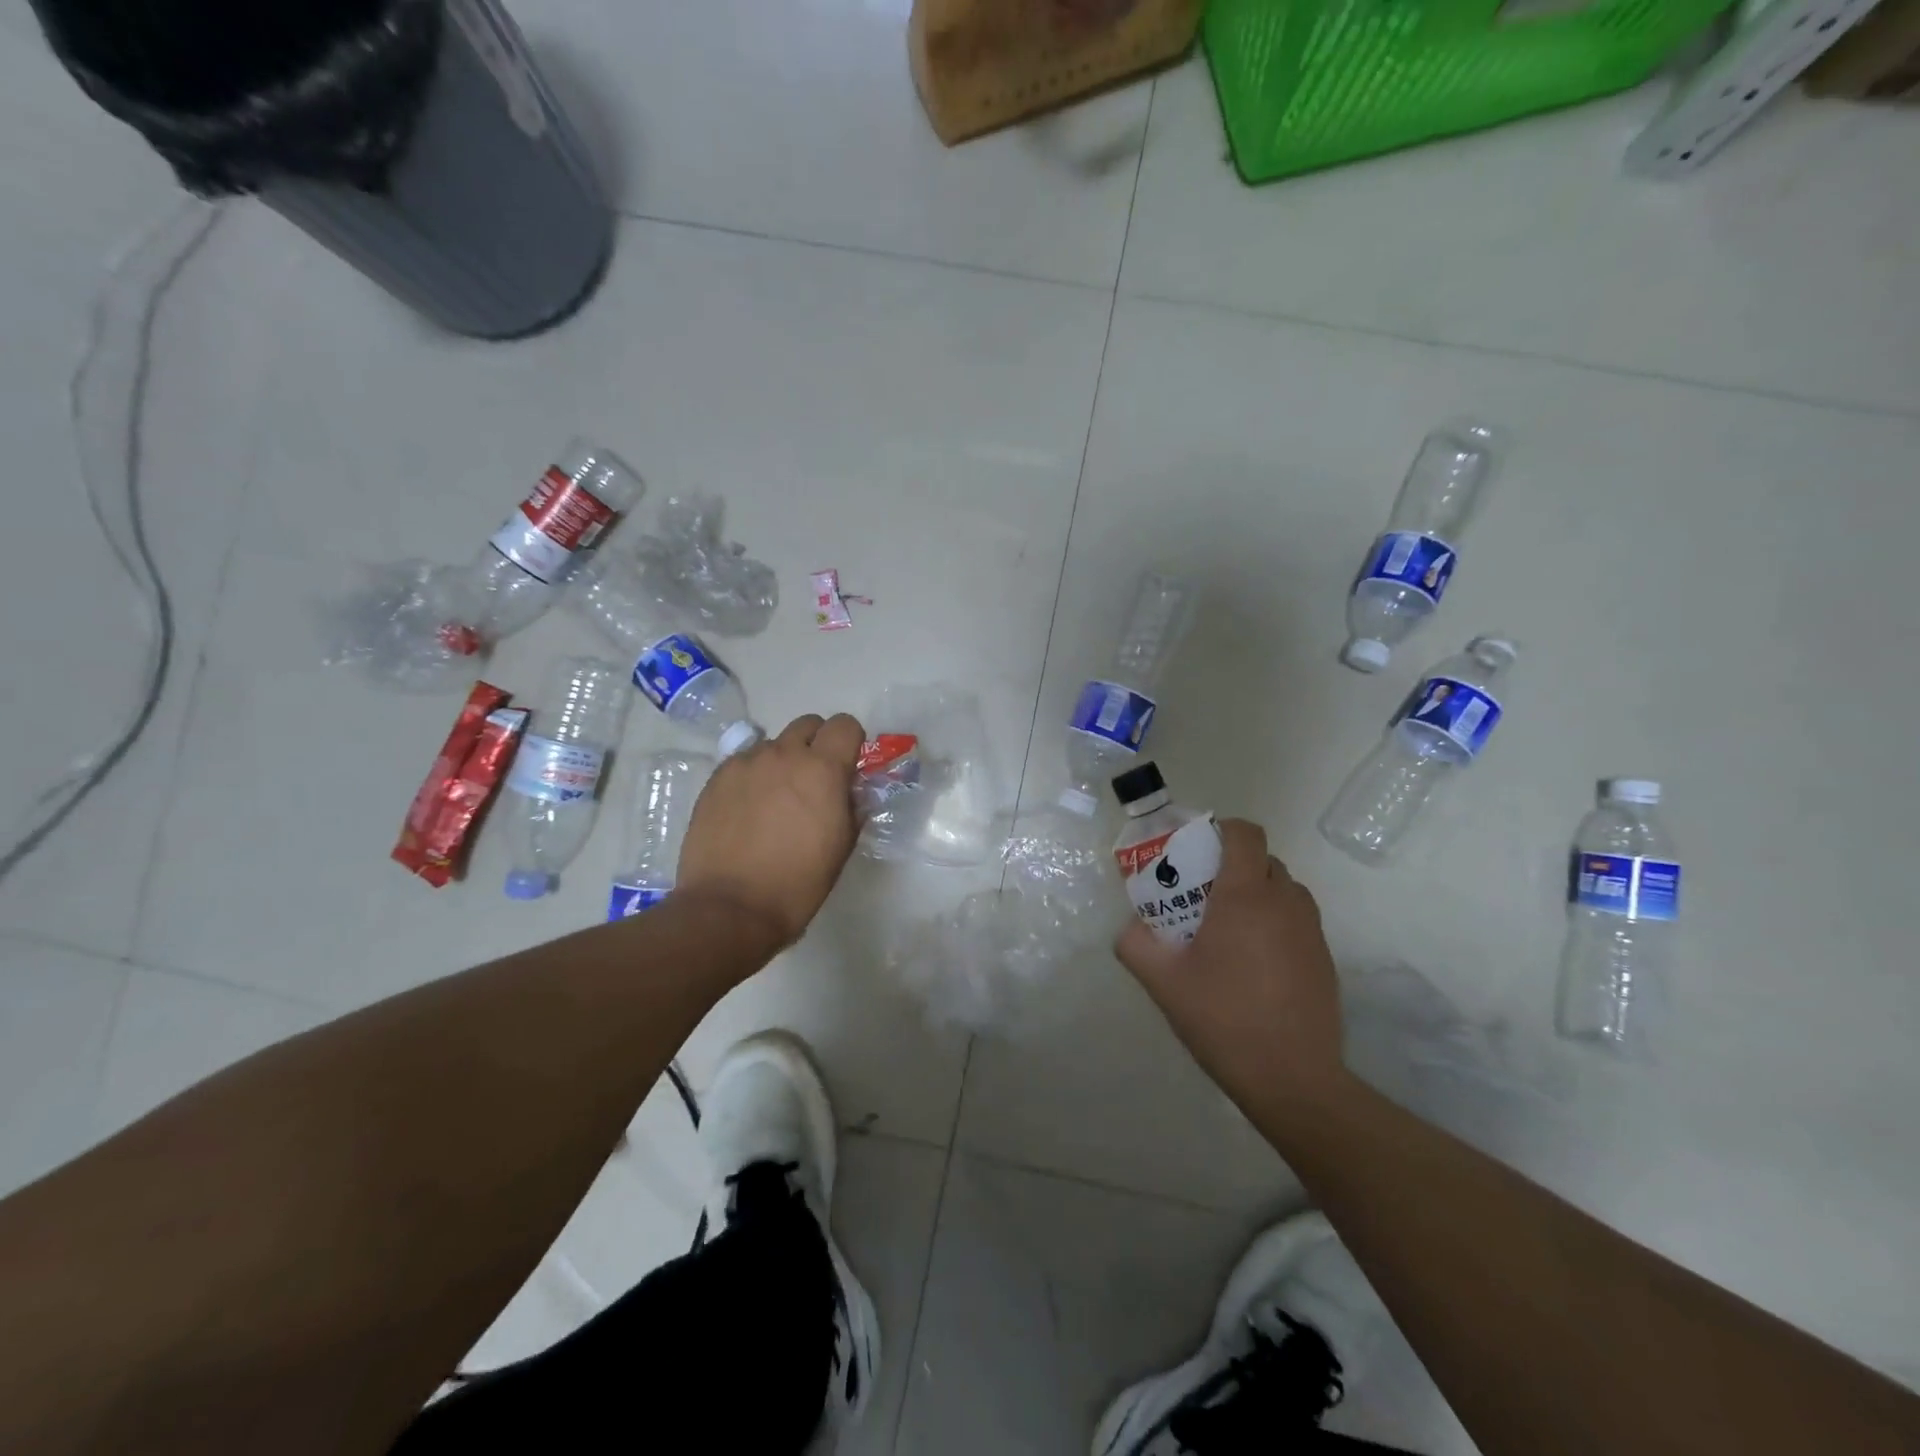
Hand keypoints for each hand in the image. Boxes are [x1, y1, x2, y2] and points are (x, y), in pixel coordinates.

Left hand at [678, 713, 865, 950]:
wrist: (730, 908)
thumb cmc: (798, 883)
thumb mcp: (842, 846)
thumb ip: (852, 806)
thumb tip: (850, 791)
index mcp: (823, 769)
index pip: (845, 724)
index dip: (851, 742)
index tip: (848, 766)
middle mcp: (784, 754)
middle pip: (808, 724)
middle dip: (817, 744)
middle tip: (813, 780)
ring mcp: (745, 763)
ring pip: (773, 744)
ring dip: (782, 762)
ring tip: (774, 800)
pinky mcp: (716, 778)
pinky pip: (743, 762)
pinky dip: (752, 776)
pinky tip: (747, 810)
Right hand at [1115, 819, 1348, 1120]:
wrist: (1293, 1080)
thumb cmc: (1223, 1019)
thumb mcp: (1162, 982)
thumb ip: (1135, 944)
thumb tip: (1132, 927)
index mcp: (1246, 896)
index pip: (1245, 833)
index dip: (1222, 830)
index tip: (1197, 851)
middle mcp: (1285, 902)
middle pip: (1262, 859)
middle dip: (1232, 865)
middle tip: (1202, 895)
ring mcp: (1311, 930)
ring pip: (1283, 889)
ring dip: (1256, 893)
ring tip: (1227, 929)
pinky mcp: (1324, 958)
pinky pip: (1296, 920)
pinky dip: (1274, 922)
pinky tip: (1253, 964)